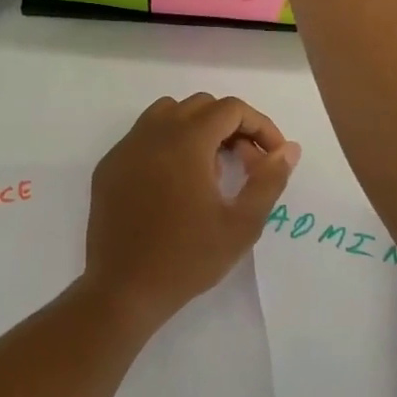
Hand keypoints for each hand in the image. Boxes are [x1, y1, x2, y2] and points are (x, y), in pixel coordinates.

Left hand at [82, 94, 300, 328]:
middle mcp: (152, 134)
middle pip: (200, 106)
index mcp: (185, 142)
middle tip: (245, 165)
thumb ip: (268, 180)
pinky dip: (167, 144)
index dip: (260, 126)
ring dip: (197, 129)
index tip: (271, 157)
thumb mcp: (241, 224)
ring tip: (209, 171)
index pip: (230, 109)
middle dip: (230, 127)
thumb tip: (288, 149)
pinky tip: (174, 184)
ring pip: (167, 113)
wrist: (124, 289)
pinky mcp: (108, 167)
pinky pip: (142, 137)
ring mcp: (125, 148)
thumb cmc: (187, 259)